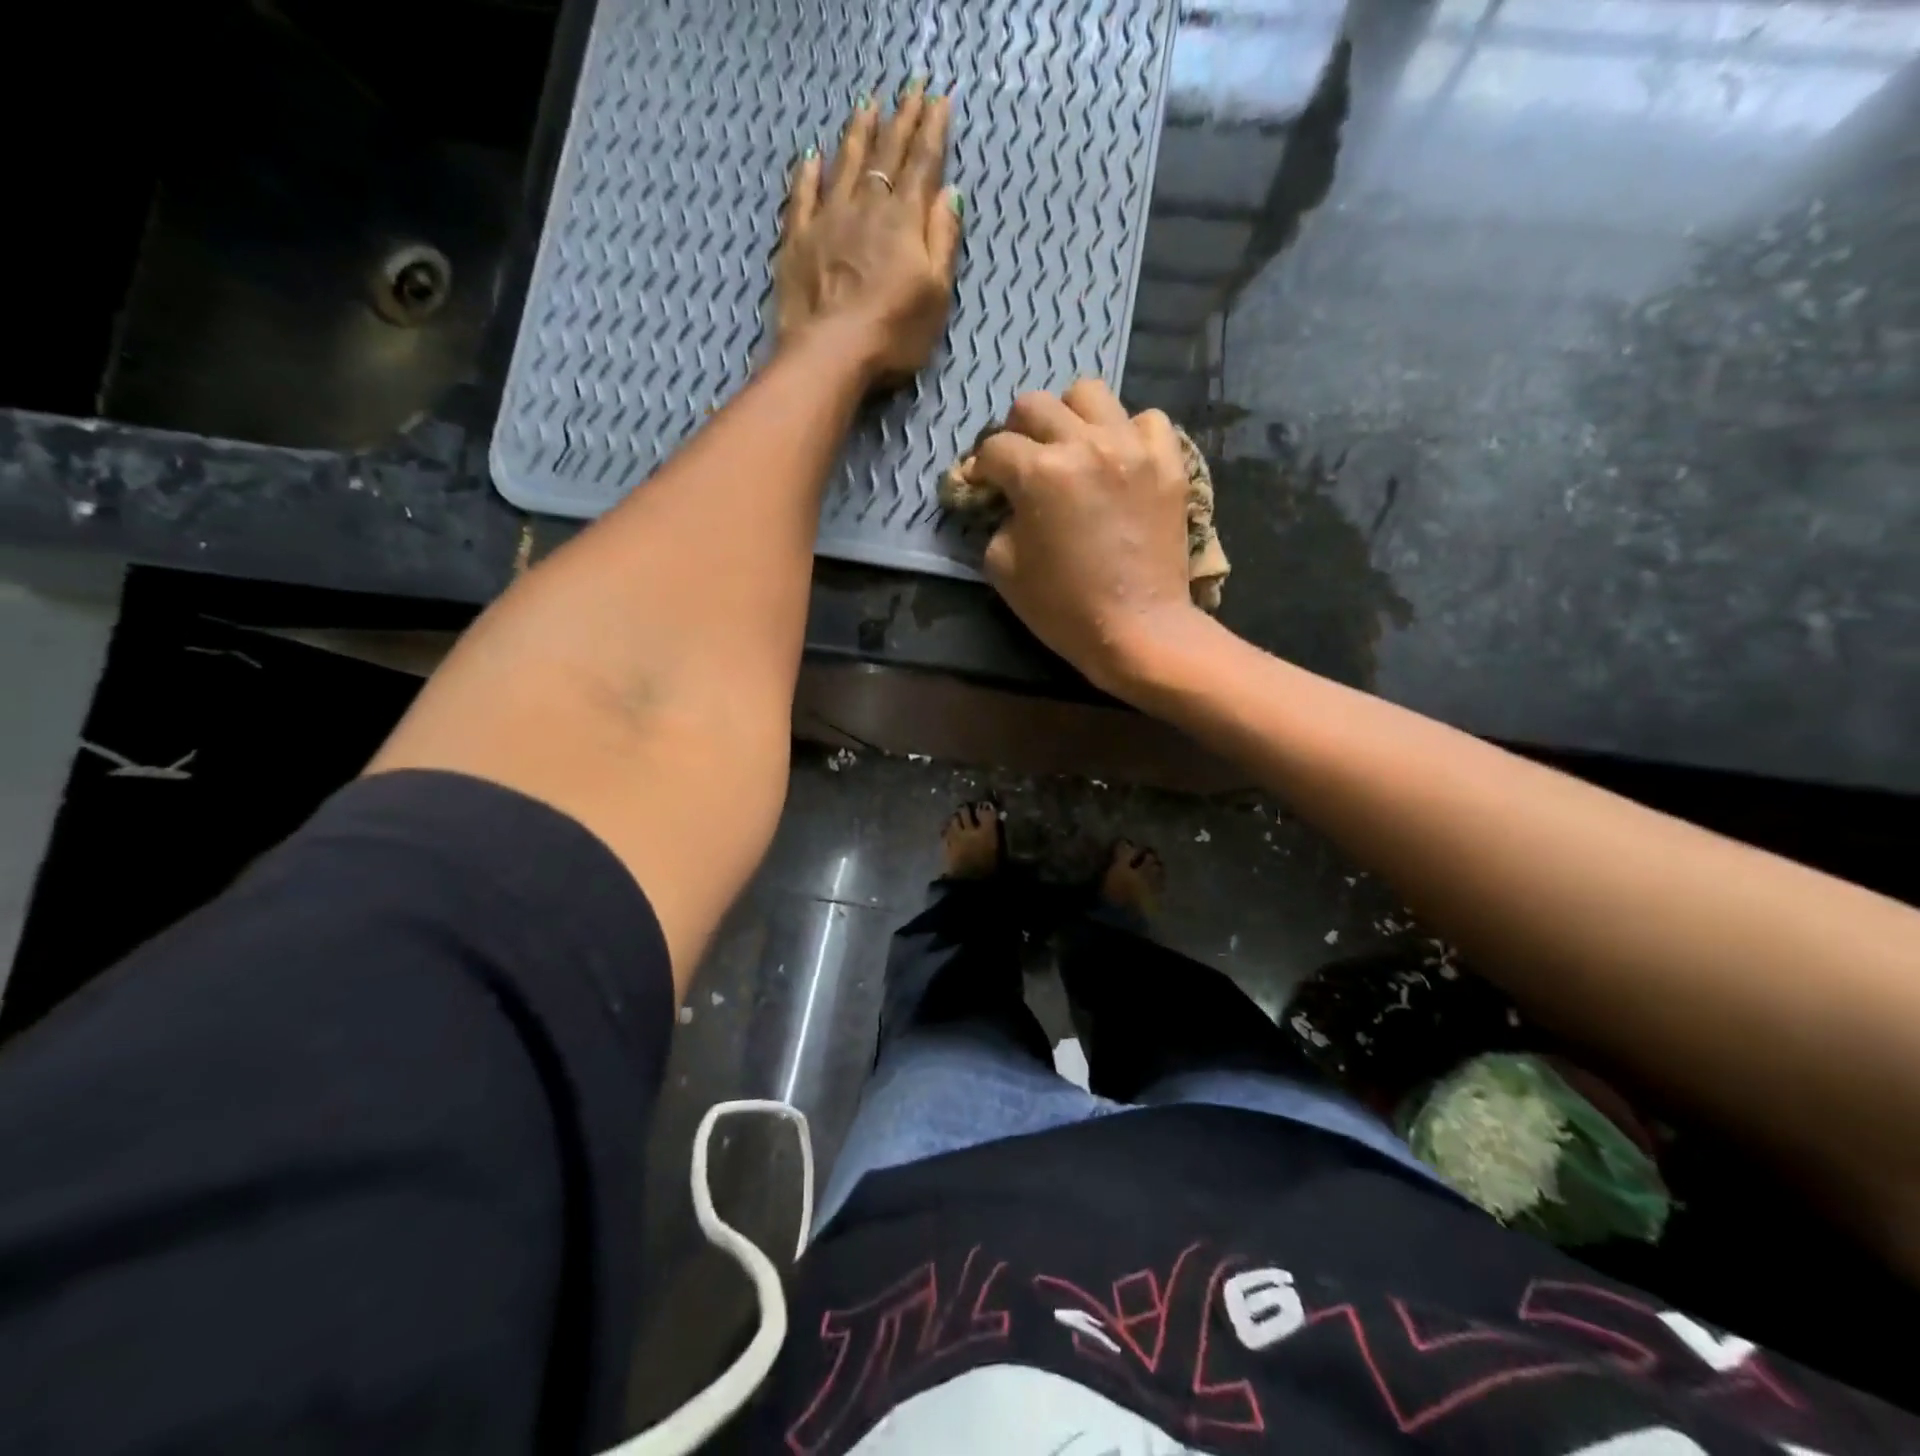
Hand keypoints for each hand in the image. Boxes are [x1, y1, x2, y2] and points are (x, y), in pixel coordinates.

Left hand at [774, 83, 962, 386]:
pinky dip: (808, 174)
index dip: (932, 131)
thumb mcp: (936, 294)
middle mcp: (866, 208)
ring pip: (844, 165)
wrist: (831, 353)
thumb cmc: (893, 333)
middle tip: (910, 90)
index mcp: (904, 221)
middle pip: (885, 155)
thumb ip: (942, 241)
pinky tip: (812, 157)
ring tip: (866, 106)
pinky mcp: (797, 240)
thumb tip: (949, 193)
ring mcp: (827, 220)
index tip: (939, 100)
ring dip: (857, 134)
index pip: (922, 164)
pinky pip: (802, 196)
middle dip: (900, 121)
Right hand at [974, 381, 1207, 697]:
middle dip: (1018, 432)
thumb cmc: (1063, 608)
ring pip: (1090, 394)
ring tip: (1073, 450)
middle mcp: (1084, 445)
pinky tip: (1120, 460)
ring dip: (1070, 418)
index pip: (994, 447)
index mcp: (1038, 473)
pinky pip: (1147, 419)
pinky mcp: (1168, 462)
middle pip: (1035, 405)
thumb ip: (997, 521)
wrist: (1138, 629)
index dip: (982, 468)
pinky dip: (1128, 433)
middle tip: (1023, 464)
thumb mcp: (1003, 568)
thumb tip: (1006, 501)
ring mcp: (1132, 448)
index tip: (985, 487)